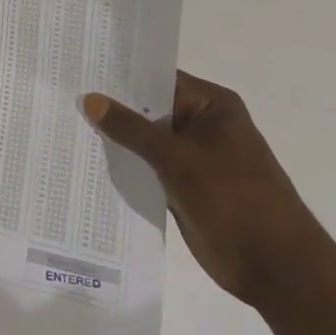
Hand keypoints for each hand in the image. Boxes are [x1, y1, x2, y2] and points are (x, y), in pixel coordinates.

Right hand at [82, 73, 324, 309]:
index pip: (157, 78)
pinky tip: (84, 158)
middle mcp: (201, 124)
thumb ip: (131, 128)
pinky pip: (146, 166)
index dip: (120, 73)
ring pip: (144, 139)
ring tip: (64, 122)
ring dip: (114, 137)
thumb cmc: (234, 199)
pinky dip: (123, 164)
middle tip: (62, 93)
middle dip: (111, 106)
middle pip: (148, 107)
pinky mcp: (182, 184)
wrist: (274, 267)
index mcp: (211, 105)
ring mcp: (191, 156)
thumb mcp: (178, 159)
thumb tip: (89, 99)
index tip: (79, 67)